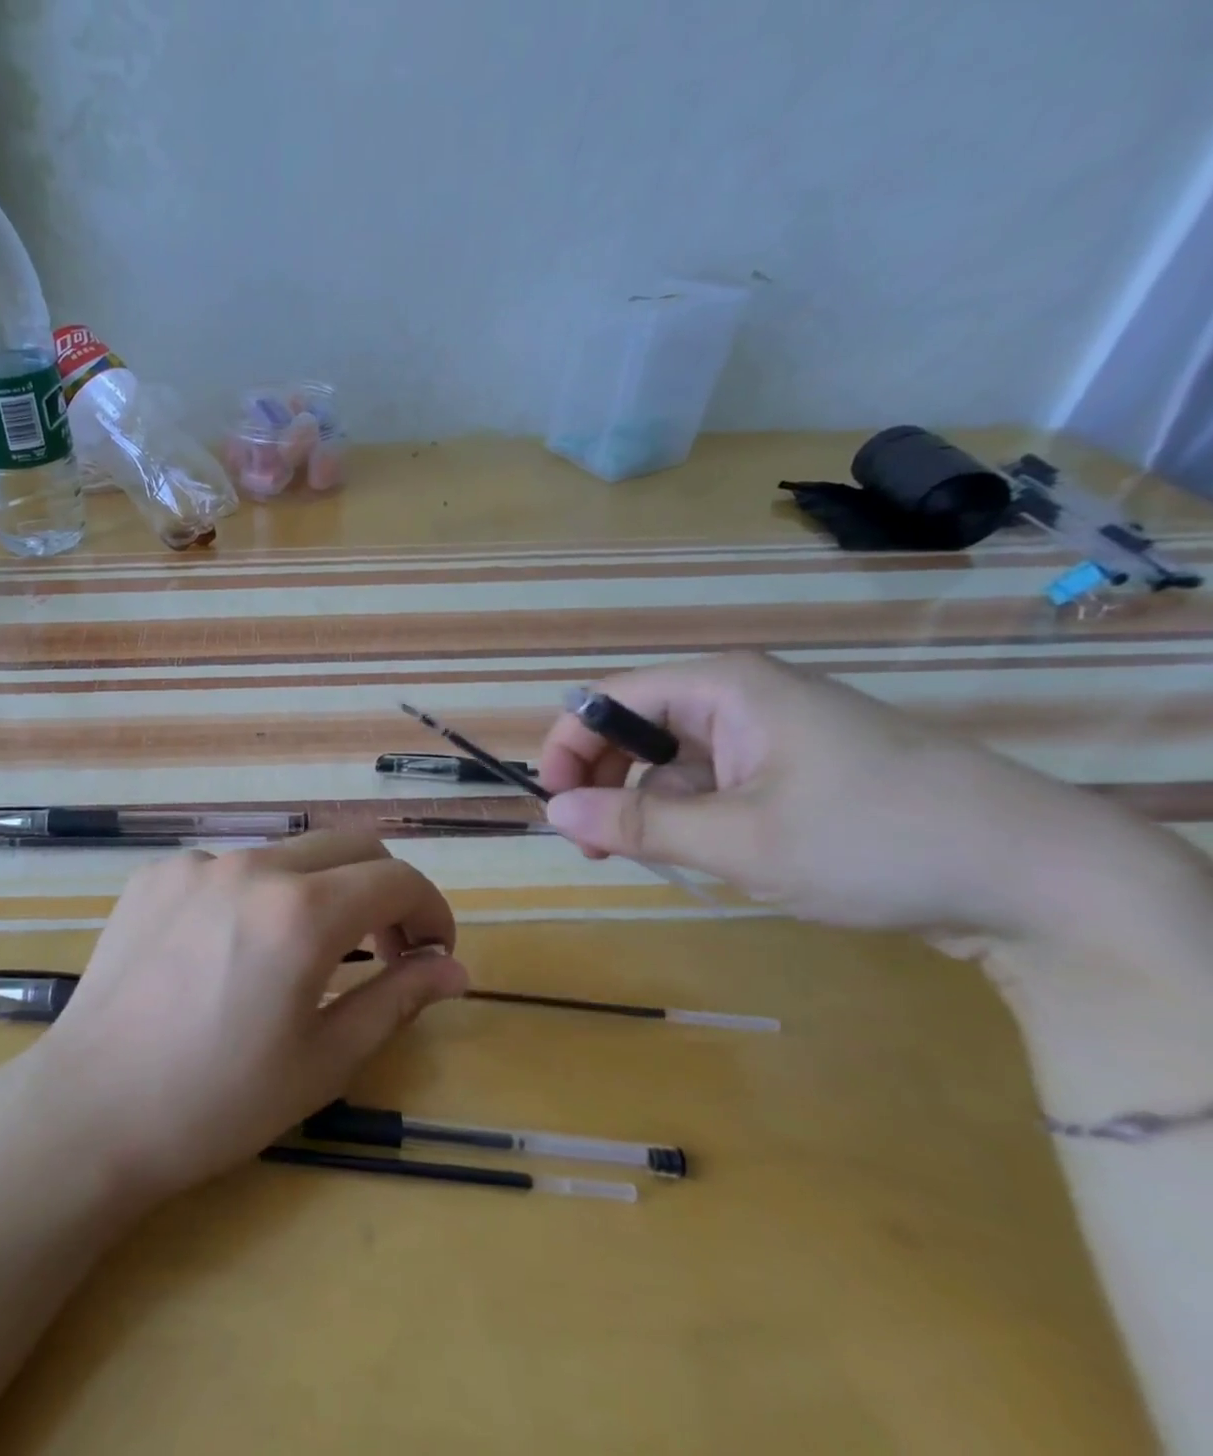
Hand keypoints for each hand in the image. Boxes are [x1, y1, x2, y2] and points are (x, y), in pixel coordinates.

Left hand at [30, 832, 467, 1199]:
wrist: (91, 1109)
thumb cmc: (219, 1101)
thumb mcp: (325, 1060)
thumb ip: (398, 999)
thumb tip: (454, 968)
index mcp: (302, 911)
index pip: (397, 878)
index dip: (431, 911)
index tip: (432, 953)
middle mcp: (252, 865)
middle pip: (349, 846)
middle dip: (384, 889)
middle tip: (383, 949)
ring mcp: (196, 864)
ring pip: (288, 853)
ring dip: (320, 889)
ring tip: (304, 952)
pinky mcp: (155, 874)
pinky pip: (229, 867)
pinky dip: (257, 894)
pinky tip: (231, 949)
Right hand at [539, 651, 1181, 938]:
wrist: (1041, 878)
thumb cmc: (874, 841)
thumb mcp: (738, 841)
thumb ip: (634, 826)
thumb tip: (551, 813)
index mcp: (723, 687)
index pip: (609, 700)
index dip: (570, 749)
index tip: (556, 810)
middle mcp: (741, 696)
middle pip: (637, 729)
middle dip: (606, 784)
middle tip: (596, 849)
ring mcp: (771, 732)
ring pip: (673, 763)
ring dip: (650, 809)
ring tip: (656, 860)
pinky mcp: (795, 767)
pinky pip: (714, 782)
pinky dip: (694, 818)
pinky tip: (711, 856)